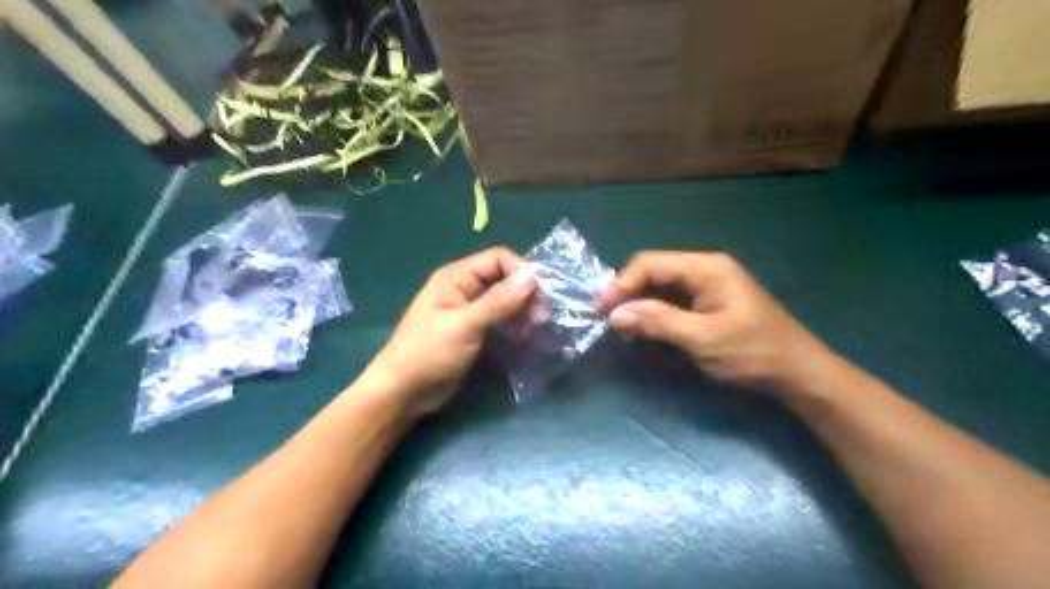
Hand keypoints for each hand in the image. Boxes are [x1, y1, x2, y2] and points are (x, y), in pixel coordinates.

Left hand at [361, 249, 535, 419]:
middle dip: (526, 295)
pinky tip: (525, 339)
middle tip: (542, 318)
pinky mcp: (475, 332)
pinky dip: (515, 326)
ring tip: (536, 330)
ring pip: (506, 301)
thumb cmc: (428, 354)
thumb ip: (498, 302)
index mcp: (457, 277)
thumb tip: (533, 276)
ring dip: (523, 312)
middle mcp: (466, 289)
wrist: (403, 393)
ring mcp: (471, 312)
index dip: (521, 272)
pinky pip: (502, 321)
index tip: (540, 295)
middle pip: (505, 279)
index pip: (498, 259)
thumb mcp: (465, 325)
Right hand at [599, 250, 837, 392]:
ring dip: (639, 301)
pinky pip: (674, 297)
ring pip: (662, 284)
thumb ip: (657, 322)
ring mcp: (710, 283)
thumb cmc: (752, 353)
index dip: (621, 284)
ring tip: (621, 324)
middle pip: (654, 270)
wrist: (798, 372)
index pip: (650, 263)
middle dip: (627, 291)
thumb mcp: (702, 338)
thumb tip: (615, 314)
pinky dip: (655, 310)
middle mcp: (706, 267)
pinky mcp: (711, 300)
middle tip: (607, 318)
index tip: (601, 310)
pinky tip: (645, 325)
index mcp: (706, 267)